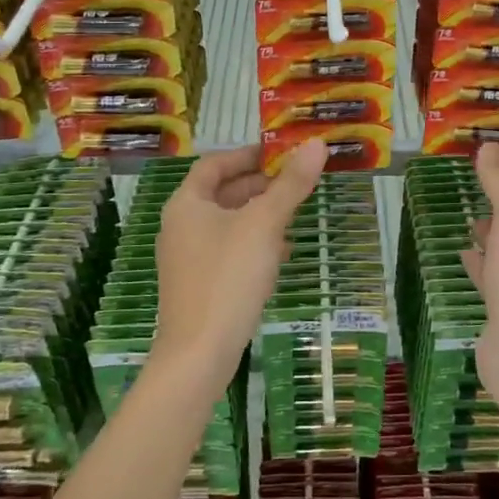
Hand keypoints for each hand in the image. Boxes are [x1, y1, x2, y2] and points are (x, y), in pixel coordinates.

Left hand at [153, 141, 327, 381]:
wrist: (198, 354)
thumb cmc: (228, 277)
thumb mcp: (264, 224)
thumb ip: (290, 184)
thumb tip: (316, 144)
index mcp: (187, 203)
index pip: (215, 163)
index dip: (249, 153)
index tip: (282, 152)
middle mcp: (181, 225)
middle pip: (223, 192)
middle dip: (260, 185)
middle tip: (297, 180)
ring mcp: (188, 258)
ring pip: (229, 222)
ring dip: (261, 214)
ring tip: (296, 213)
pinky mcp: (200, 284)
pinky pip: (230, 250)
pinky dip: (255, 243)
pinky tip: (282, 253)